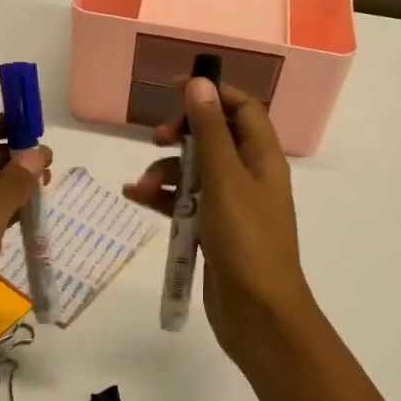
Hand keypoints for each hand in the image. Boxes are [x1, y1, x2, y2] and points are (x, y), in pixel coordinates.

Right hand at [124, 77, 317, 372]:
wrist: (258, 316)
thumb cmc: (247, 243)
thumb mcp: (225, 181)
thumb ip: (211, 132)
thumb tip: (200, 84)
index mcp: (263, 159)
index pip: (242, 109)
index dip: (212, 93)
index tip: (174, 89)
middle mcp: (249, 177)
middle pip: (215, 138)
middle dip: (183, 134)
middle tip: (157, 138)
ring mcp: (231, 206)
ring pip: (195, 172)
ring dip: (166, 171)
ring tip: (141, 187)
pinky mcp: (213, 232)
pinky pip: (186, 203)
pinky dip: (163, 198)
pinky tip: (137, 199)